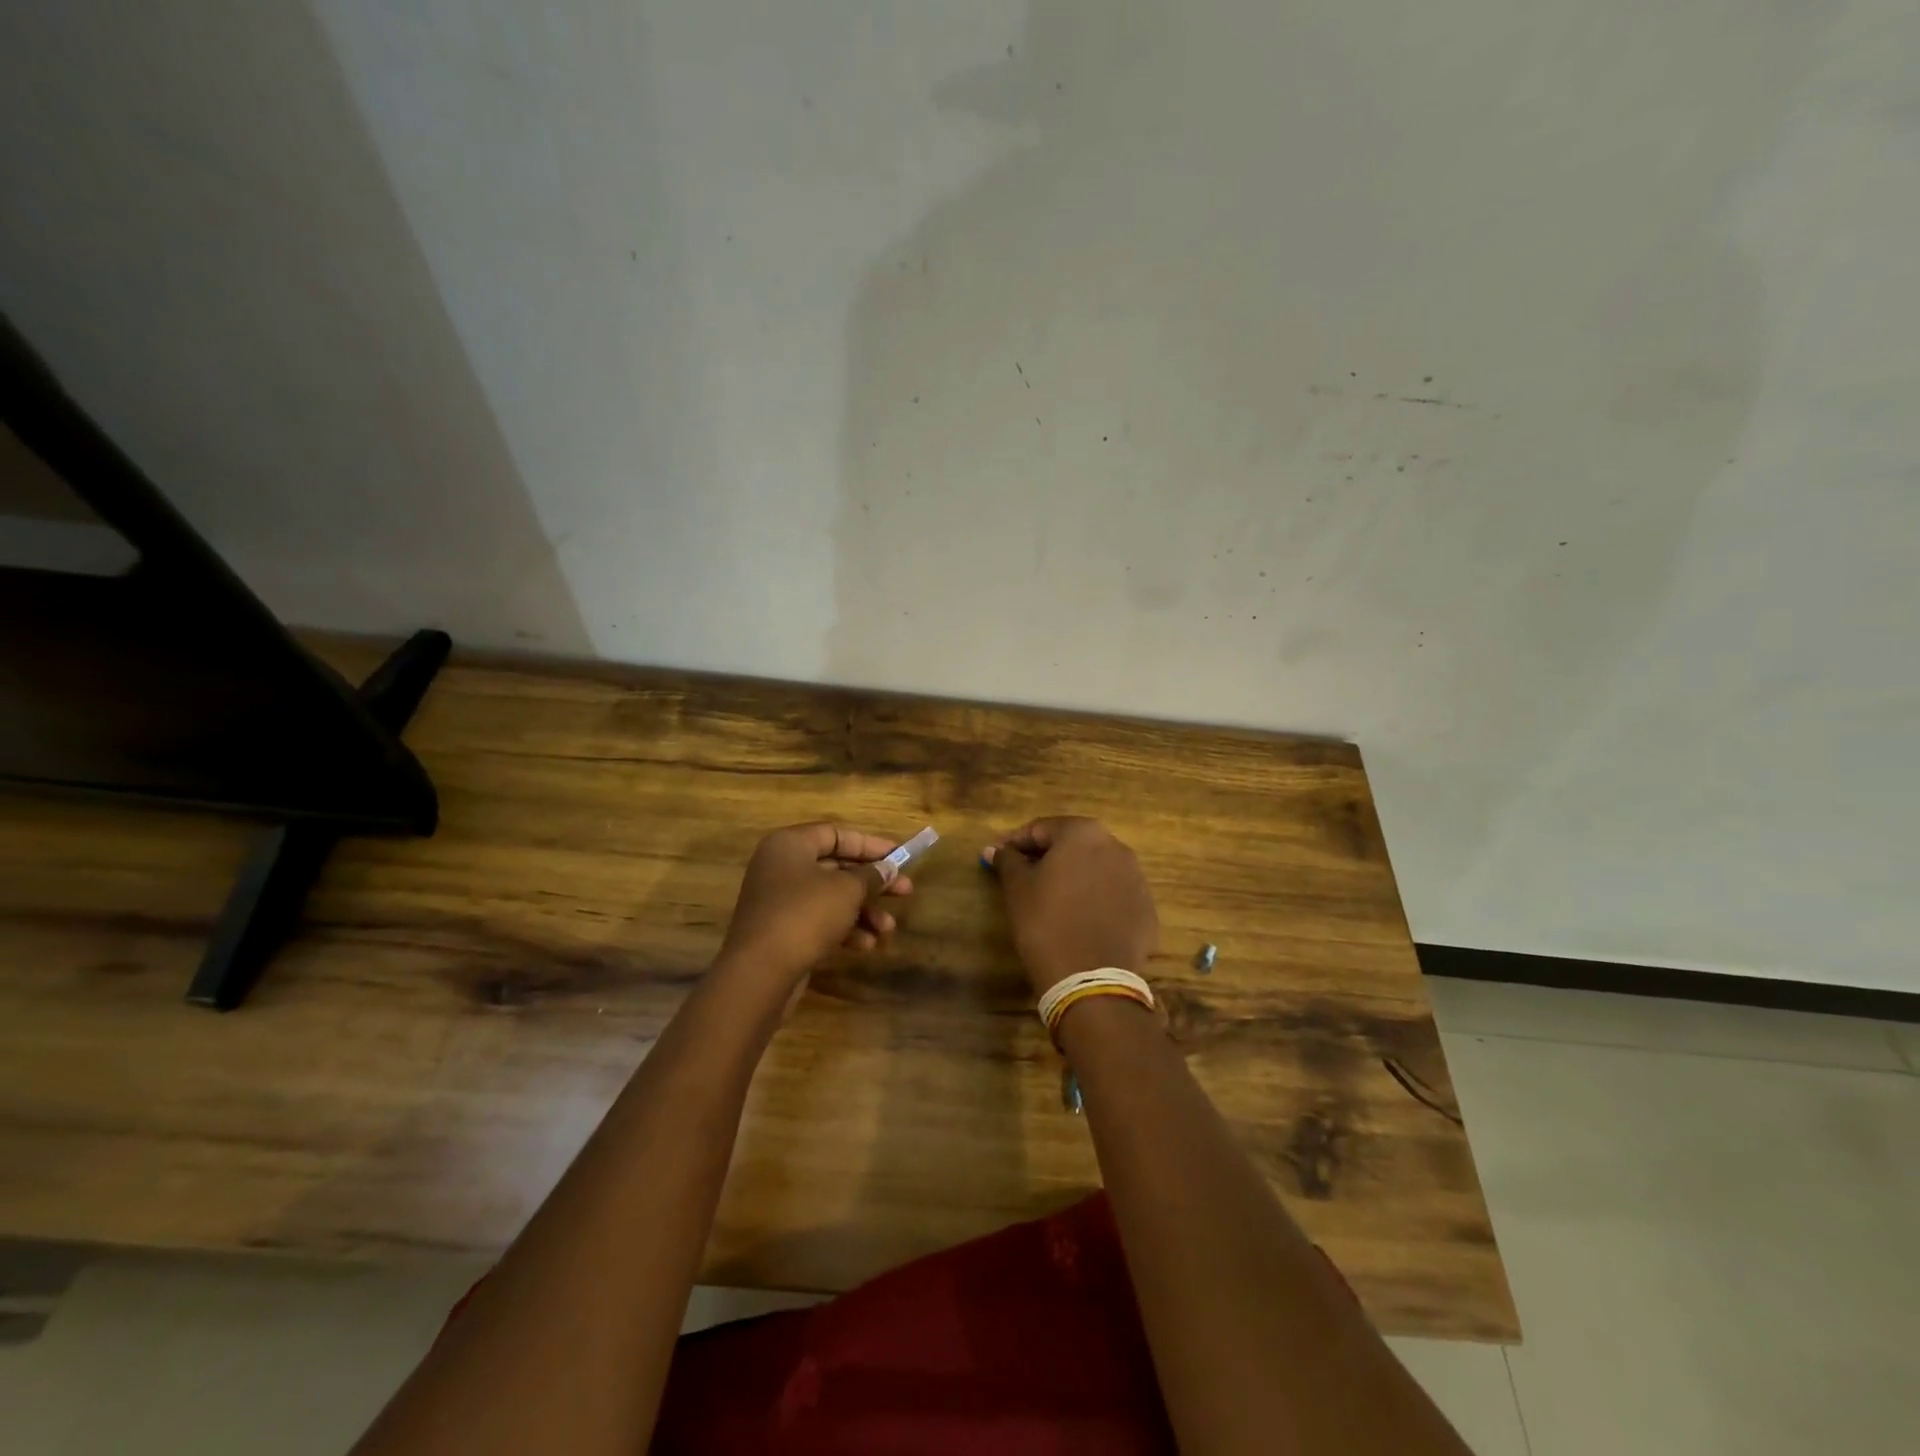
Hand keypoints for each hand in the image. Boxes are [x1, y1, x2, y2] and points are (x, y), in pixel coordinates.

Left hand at [716, 823, 912, 995]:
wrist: (760, 973)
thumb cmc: (805, 915)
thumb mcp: (847, 890)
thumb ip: (871, 876)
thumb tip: (889, 869)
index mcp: (790, 845)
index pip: (836, 834)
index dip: (871, 845)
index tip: (900, 856)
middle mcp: (781, 867)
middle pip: (836, 867)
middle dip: (873, 883)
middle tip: (906, 892)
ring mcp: (779, 901)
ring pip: (831, 897)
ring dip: (864, 911)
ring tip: (888, 929)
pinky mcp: (782, 931)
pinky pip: (820, 921)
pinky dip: (845, 929)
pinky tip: (868, 945)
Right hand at [986, 817, 1158, 996]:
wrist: (1090, 980)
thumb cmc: (1046, 923)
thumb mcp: (1017, 888)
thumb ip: (1007, 860)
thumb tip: (996, 850)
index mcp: (1083, 833)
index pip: (1040, 829)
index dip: (1014, 843)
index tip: (995, 858)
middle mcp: (1116, 847)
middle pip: (1072, 845)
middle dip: (1046, 857)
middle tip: (1022, 876)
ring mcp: (1136, 879)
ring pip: (1096, 869)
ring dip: (1073, 877)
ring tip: (1051, 900)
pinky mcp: (1146, 910)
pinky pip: (1113, 896)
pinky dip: (1095, 900)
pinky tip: (1078, 921)